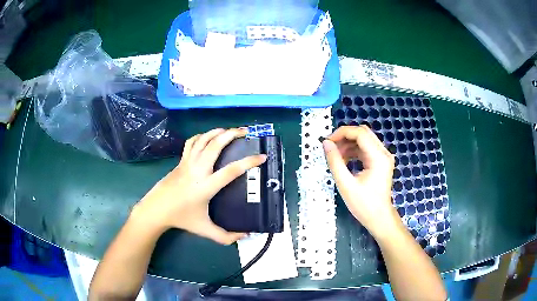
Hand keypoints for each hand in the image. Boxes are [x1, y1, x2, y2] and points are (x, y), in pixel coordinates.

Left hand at [133, 128, 266, 244]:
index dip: (249, 162)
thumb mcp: (204, 229)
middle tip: (245, 132)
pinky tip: (208, 137)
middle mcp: (198, 170)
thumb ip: (225, 236)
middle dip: (232, 134)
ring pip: (203, 140)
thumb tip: (245, 236)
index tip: (262, 157)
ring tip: (229, 131)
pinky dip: (201, 136)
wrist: (157, 209)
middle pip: (216, 145)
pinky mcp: (180, 161)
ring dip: (217, 132)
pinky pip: (191, 143)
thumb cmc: (181, 218)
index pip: (231, 170)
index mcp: (206, 186)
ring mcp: (187, 163)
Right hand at [322, 125, 401, 238]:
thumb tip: (326, 143)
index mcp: (378, 157)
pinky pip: (365, 149)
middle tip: (330, 147)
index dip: (342, 133)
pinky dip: (354, 151)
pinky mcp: (380, 162)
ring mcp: (383, 157)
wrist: (379, 218)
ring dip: (348, 144)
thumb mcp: (345, 184)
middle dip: (344, 137)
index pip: (360, 133)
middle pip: (363, 133)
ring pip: (364, 140)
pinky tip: (344, 160)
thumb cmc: (364, 205)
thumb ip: (335, 162)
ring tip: (336, 156)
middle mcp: (383, 153)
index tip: (327, 142)